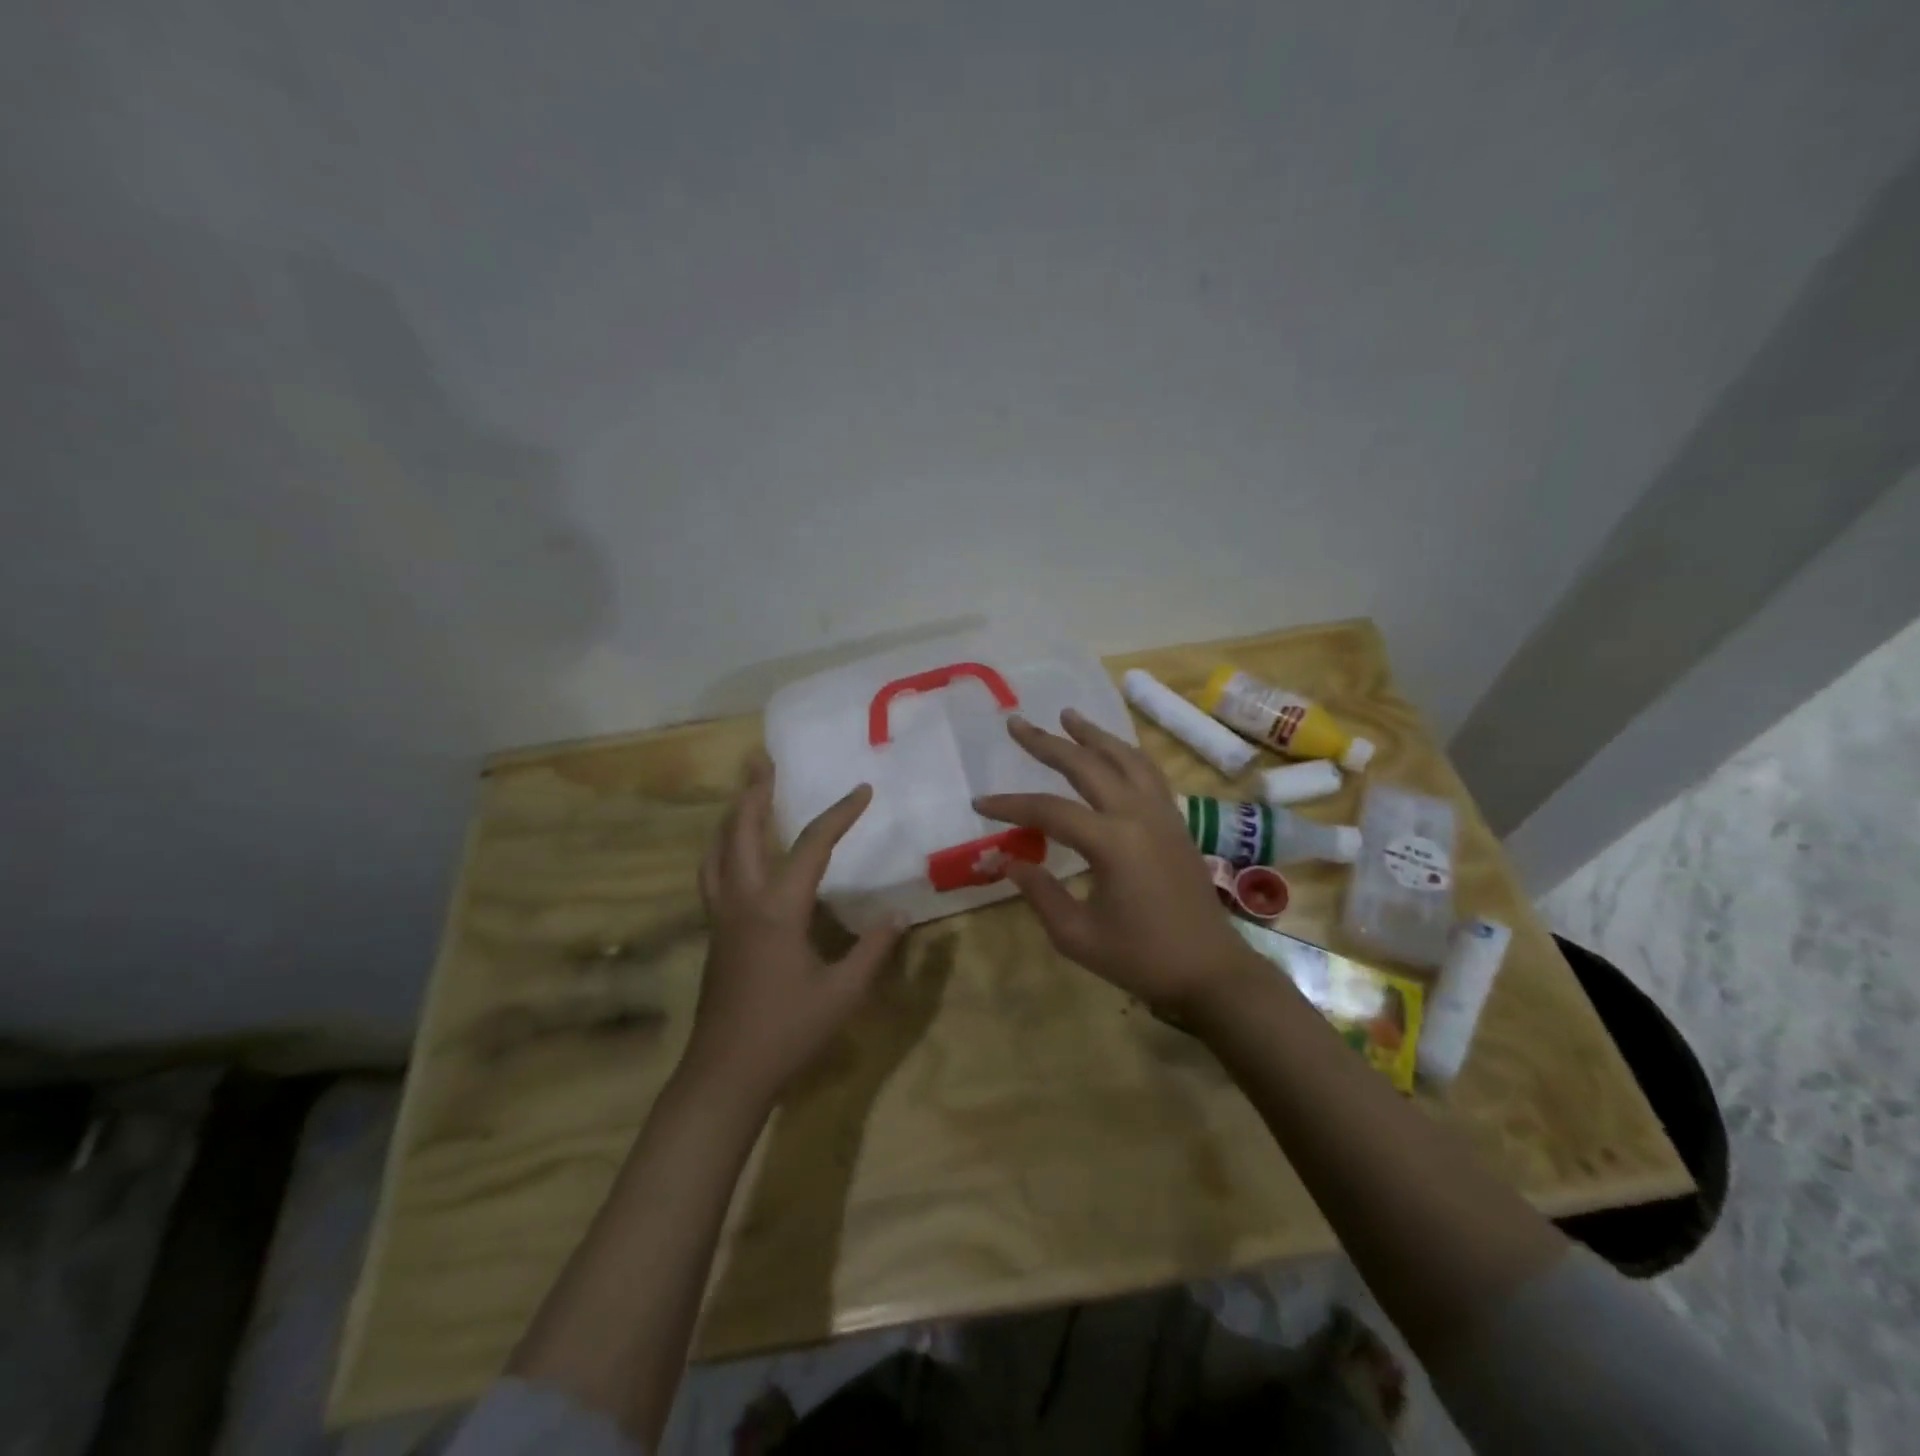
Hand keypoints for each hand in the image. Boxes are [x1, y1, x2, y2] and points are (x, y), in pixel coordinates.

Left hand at [686, 753, 905, 1110]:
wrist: (725, 1075)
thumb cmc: (788, 1033)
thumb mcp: (843, 993)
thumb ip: (873, 949)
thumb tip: (900, 916)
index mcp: (778, 909)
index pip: (811, 846)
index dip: (839, 814)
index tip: (862, 790)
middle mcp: (743, 901)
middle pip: (741, 832)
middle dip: (754, 792)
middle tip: (762, 760)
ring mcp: (722, 916)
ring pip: (717, 851)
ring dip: (731, 816)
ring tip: (745, 795)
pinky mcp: (715, 933)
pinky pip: (713, 874)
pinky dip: (723, 847)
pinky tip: (734, 853)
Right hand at [976, 710, 1261, 1017]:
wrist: (1210, 970)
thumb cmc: (1141, 958)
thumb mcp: (1077, 935)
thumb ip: (1039, 892)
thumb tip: (1005, 861)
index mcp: (1112, 842)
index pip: (1049, 810)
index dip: (1010, 805)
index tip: (980, 803)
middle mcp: (1138, 814)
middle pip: (1087, 765)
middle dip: (1048, 743)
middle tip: (1018, 722)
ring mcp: (1162, 813)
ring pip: (1125, 758)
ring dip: (1094, 735)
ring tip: (1068, 715)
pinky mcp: (1176, 821)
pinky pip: (1148, 772)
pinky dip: (1125, 753)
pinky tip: (1113, 751)